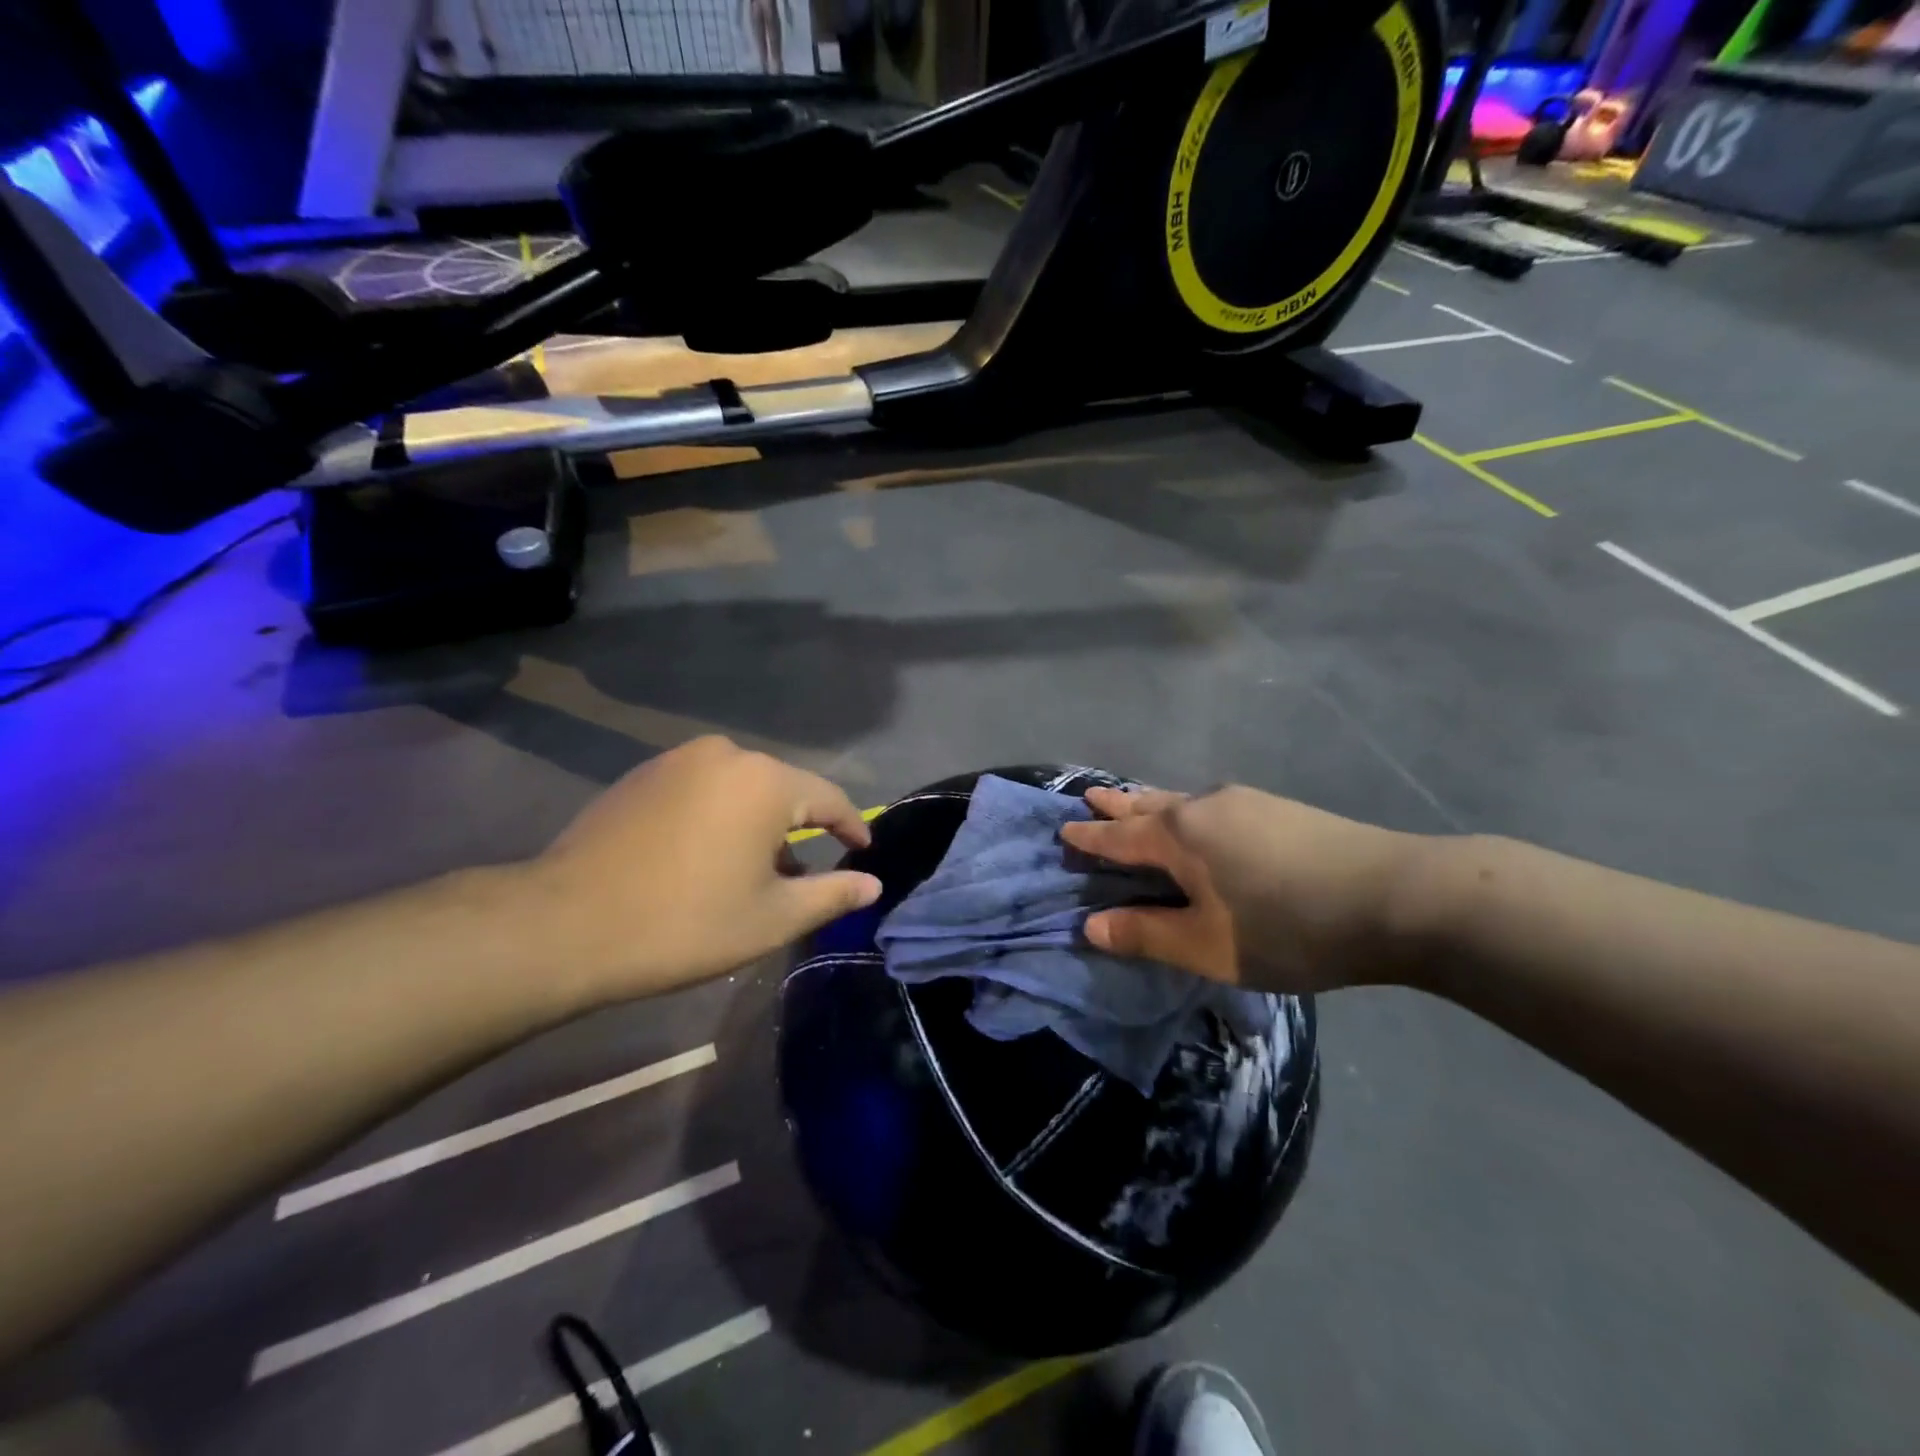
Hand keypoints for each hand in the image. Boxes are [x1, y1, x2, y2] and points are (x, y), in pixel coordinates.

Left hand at [525, 737, 880, 1006]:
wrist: (563, 926)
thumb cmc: (685, 923)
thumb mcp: (772, 917)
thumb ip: (832, 894)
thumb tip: (872, 883)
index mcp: (765, 780)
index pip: (829, 798)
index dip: (851, 826)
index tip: (862, 851)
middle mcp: (725, 755)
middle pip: (782, 790)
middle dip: (798, 830)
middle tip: (801, 877)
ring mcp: (676, 760)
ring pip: (739, 789)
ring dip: (755, 825)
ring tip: (750, 873)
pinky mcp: (640, 776)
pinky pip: (700, 790)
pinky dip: (716, 818)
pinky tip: (703, 858)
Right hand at [1059, 785, 1428, 993]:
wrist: (1397, 897)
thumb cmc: (1288, 927)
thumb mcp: (1208, 946)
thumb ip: (1147, 934)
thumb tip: (1092, 926)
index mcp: (1179, 835)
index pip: (1119, 837)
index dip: (1089, 838)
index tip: (1063, 829)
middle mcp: (1205, 806)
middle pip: (1147, 805)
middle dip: (1116, 806)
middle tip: (1089, 797)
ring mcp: (1246, 802)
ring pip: (1182, 801)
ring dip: (1153, 803)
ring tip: (1136, 803)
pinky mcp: (1279, 809)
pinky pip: (1212, 805)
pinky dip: (1187, 811)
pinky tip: (1203, 822)